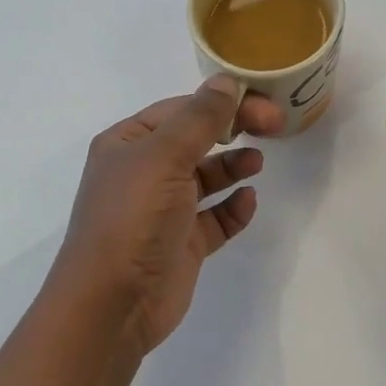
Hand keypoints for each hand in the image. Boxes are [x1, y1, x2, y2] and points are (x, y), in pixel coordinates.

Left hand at [50, 78, 284, 357]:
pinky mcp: (181, 244)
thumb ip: (200, 118)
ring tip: (257, 163)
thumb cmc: (133, 218)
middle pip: (197, 140)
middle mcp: (143, 172)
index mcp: (129, 143)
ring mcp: (163, 210)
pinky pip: (214, 218)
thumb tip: (226, 81)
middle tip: (273, 127)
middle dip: (233, 130)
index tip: (264, 105)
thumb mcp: (165, 157)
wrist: (112, 304)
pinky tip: (247, 203)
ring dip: (232, 167)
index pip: (182, 110)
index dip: (224, 102)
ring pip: (206, 178)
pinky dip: (233, 208)